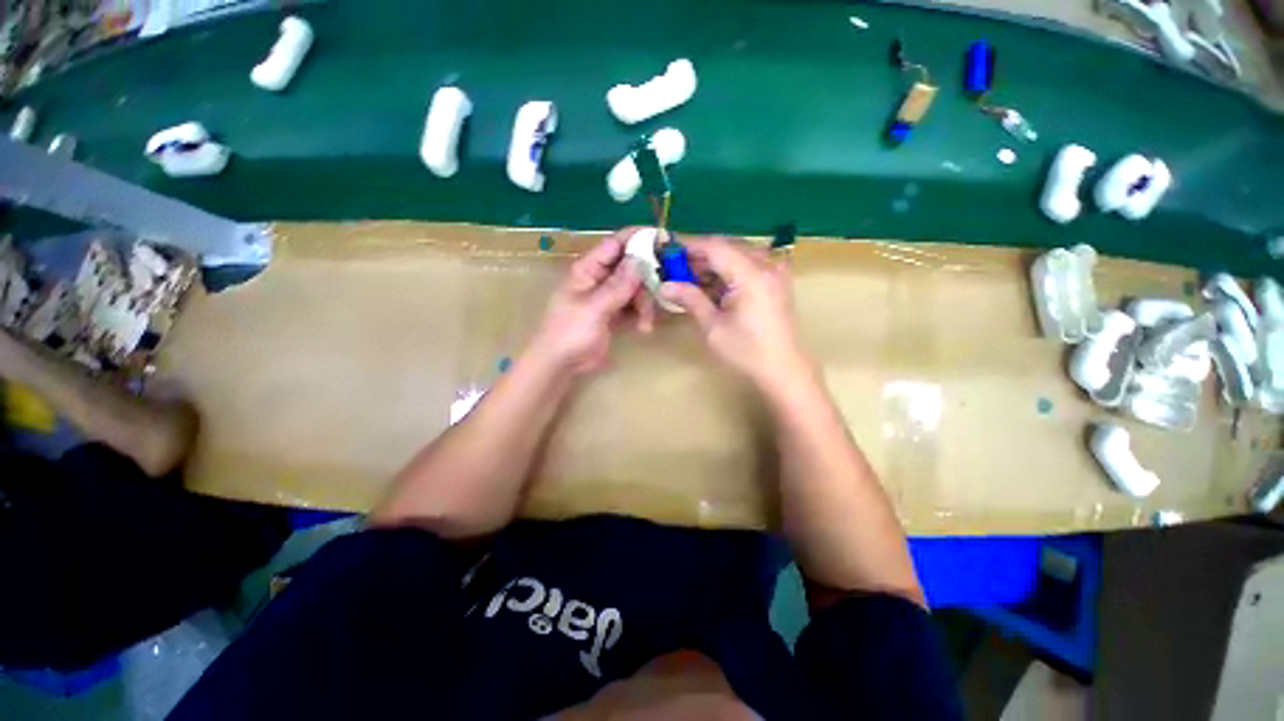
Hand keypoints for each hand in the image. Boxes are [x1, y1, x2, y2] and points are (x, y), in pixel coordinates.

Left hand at [527, 230, 654, 374]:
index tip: (664, 241)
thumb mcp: (594, 308)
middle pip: (631, 267)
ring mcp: (608, 296)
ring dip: (645, 304)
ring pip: (636, 288)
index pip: (616, 244)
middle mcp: (600, 278)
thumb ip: (617, 285)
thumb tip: (640, 260)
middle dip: (646, 281)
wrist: (561, 364)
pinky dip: (641, 314)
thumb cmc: (570, 332)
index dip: (639, 239)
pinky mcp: (615, 313)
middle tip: (660, 294)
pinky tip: (643, 328)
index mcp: (589, 268)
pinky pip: (634, 306)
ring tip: (646, 324)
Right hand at [659, 237, 807, 384]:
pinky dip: (729, 270)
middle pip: (727, 247)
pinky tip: (715, 286)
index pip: (715, 247)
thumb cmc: (746, 352)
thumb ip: (690, 300)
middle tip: (677, 270)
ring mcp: (775, 271)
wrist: (782, 368)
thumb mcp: (713, 327)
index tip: (667, 250)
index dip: (689, 246)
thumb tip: (664, 286)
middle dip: (700, 256)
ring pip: (737, 254)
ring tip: (692, 280)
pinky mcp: (776, 280)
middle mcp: (766, 265)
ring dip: (714, 263)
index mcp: (751, 275)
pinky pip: (748, 264)